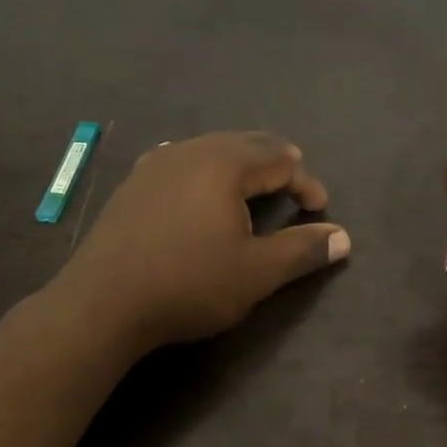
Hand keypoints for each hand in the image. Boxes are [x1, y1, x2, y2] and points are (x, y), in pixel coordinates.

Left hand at [63, 131, 350, 350]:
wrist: (103, 302)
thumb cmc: (189, 284)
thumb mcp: (256, 273)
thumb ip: (302, 250)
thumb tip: (343, 237)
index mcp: (224, 163)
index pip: (280, 158)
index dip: (306, 183)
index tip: (319, 210)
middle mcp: (189, 151)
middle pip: (245, 144)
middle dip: (275, 166)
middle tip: (292, 190)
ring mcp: (154, 165)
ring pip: (209, 151)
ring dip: (238, 168)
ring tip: (251, 191)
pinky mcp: (131, 185)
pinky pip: (180, 165)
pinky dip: (204, 175)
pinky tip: (198, 193)